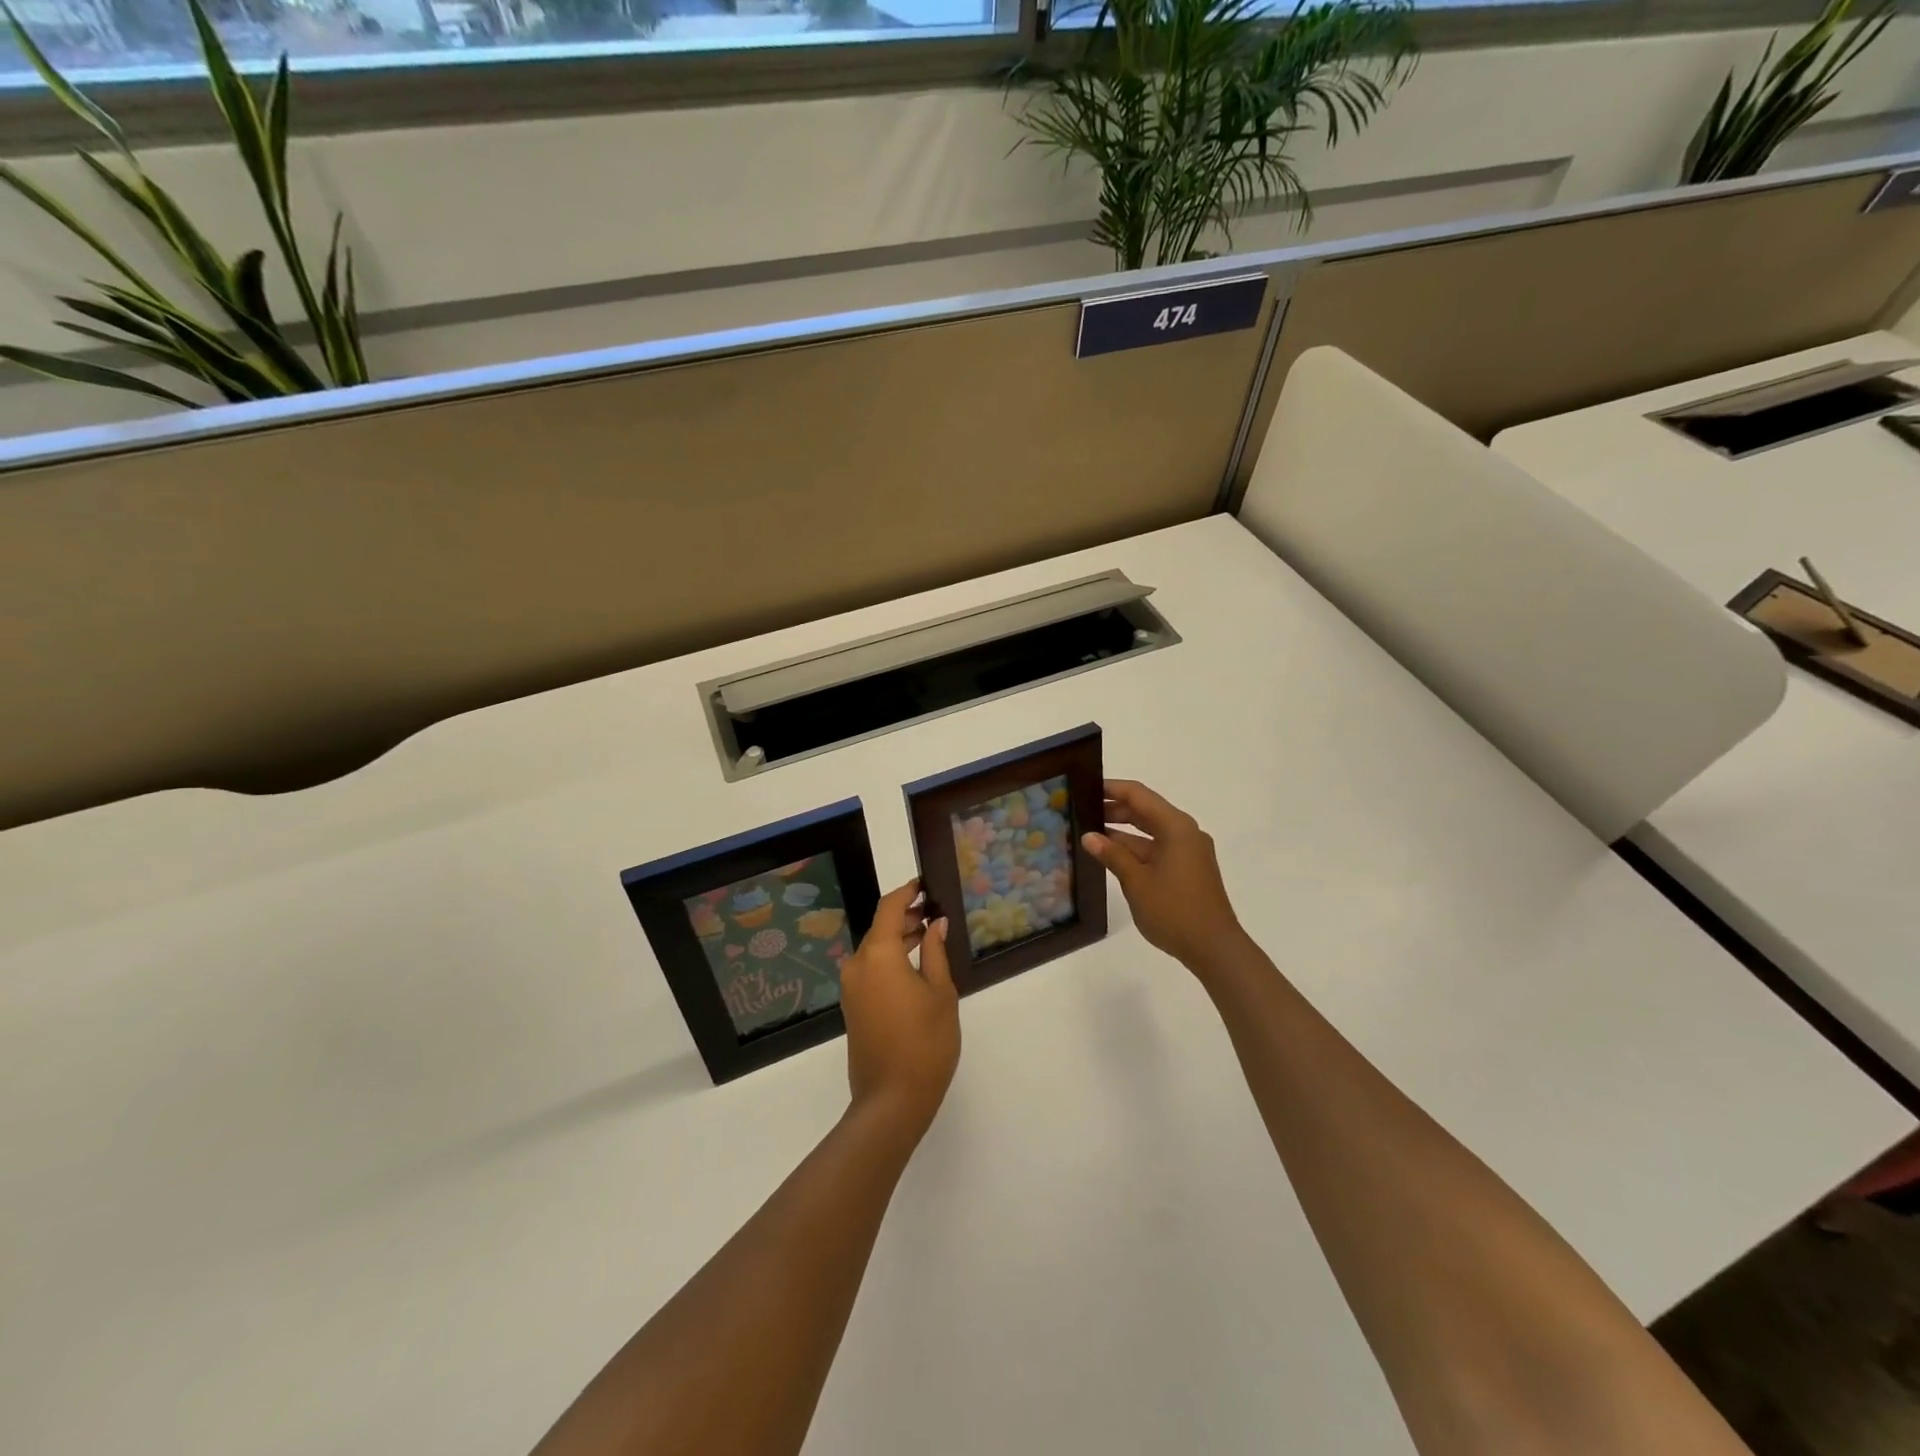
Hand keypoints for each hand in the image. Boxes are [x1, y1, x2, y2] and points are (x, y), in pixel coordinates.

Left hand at [839, 880, 959, 1138]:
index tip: (924, 885)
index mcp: (878, 955)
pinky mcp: (853, 1006)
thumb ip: (935, 952)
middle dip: (905, 916)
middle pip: (879, 928)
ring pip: (874, 949)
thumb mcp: (940, 993)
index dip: (906, 892)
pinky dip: (889, 959)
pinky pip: (870, 969)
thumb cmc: (925, 1042)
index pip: (889, 908)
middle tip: (934, 912)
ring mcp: (851, 987)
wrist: (891, 1100)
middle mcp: (857, 965)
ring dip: (897, 938)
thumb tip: (935, 924)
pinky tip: (913, 966)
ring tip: (928, 936)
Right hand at [1083, 780, 1246, 976]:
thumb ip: (1113, 855)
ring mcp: (1188, 851)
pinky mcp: (1188, 869)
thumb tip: (1089, 836)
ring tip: (1090, 834)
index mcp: (1176, 827)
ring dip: (1123, 832)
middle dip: (1114, 810)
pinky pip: (1157, 849)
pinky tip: (1112, 857)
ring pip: (1150, 832)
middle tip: (1081, 812)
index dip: (1111, 789)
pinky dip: (1136, 849)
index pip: (1138, 795)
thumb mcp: (1136, 881)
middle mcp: (1185, 832)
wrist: (1214, 948)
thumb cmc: (1174, 910)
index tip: (1084, 787)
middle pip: (1146, 811)